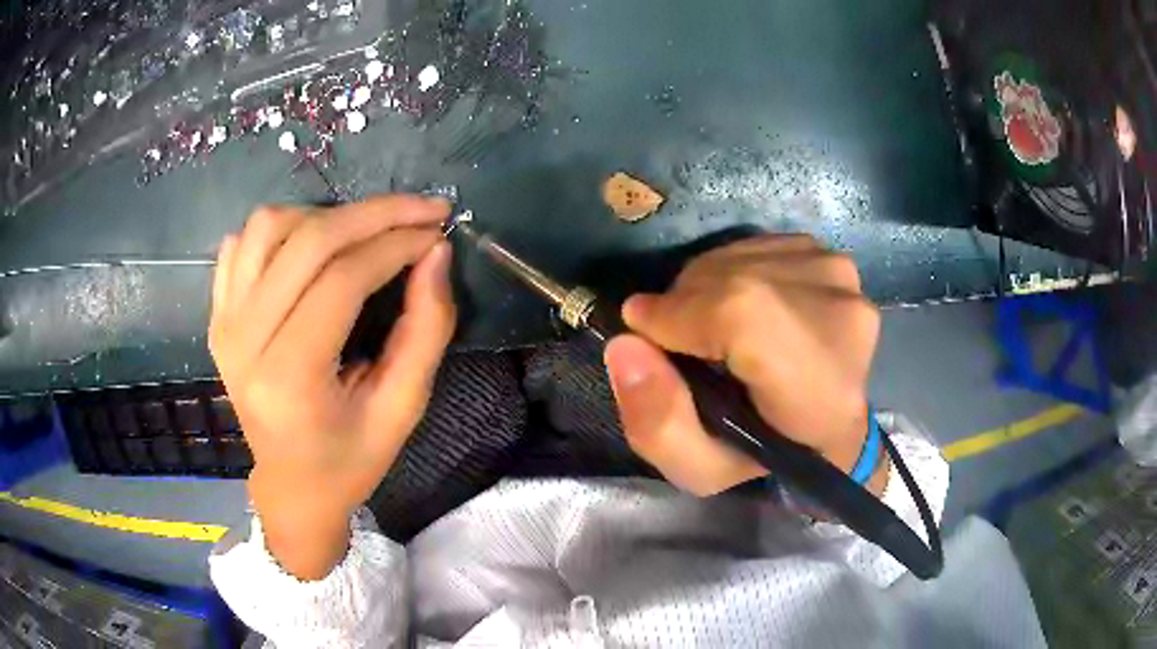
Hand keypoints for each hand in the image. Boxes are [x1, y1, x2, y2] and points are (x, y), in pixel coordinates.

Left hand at [209, 195, 454, 578]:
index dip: (396, 244)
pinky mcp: (216, 314)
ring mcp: (223, 323)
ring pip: (268, 226)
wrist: (291, 485)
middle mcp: (244, 341)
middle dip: (373, 214)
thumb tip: (435, 254)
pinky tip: (311, 248)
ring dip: (324, 215)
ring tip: (363, 233)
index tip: (436, 231)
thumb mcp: (402, 409)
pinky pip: (240, 243)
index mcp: (289, 378)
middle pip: (307, 240)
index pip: (342, 279)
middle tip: (420, 210)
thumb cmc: (350, 460)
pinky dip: (280, 229)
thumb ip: (426, 330)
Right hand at [604, 234, 884, 496]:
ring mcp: (840, 279)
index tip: (640, 332)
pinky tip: (742, 308)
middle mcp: (841, 318)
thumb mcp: (701, 469)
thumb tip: (625, 344)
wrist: (831, 423)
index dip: (678, 315)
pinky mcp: (831, 257)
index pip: (741, 315)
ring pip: (739, 258)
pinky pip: (755, 248)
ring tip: (711, 330)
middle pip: (733, 278)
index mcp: (819, 389)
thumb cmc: (766, 455)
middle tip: (675, 340)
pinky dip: (729, 272)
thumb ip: (658, 423)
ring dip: (704, 288)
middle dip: (682, 303)